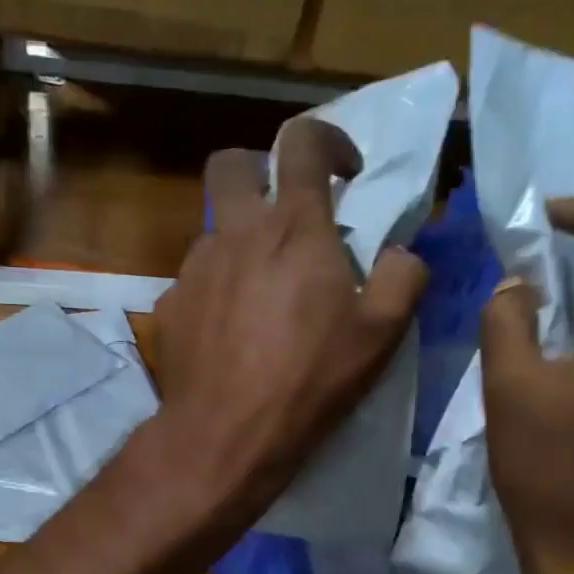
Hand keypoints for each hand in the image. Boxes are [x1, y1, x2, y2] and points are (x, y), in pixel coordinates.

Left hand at [152, 118, 427, 524]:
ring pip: (214, 231)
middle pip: (230, 164)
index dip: (327, 140)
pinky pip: (197, 280)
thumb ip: (403, 277)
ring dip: (241, 244)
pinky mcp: (170, 304)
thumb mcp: (381, 333)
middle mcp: (235, 233)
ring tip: (263, 296)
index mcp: (292, 227)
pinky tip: (231, 333)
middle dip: (257, 170)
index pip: (302, 142)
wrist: (226, 434)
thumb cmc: (310, 379)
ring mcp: (195, 267)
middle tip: (284, 212)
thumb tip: (400, 255)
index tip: (344, 171)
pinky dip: (218, 290)